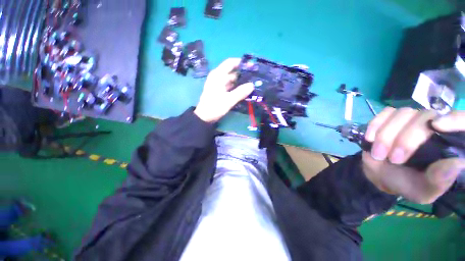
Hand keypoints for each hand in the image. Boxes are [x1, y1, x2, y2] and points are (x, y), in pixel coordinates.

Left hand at [194, 58, 253, 122]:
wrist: (204, 117)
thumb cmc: (214, 107)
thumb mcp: (228, 100)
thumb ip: (240, 92)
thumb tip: (252, 85)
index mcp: (218, 75)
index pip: (230, 63)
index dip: (240, 63)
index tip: (251, 66)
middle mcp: (218, 77)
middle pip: (232, 72)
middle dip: (243, 74)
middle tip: (255, 78)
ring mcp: (218, 84)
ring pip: (231, 80)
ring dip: (240, 82)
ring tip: (252, 85)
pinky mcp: (220, 91)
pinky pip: (230, 86)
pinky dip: (236, 88)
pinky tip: (244, 91)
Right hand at [362, 107, 464, 203]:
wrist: (382, 174)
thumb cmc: (407, 184)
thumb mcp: (424, 190)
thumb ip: (439, 180)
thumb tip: (456, 164)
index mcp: (449, 143)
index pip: (461, 121)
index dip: (454, 120)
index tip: (438, 127)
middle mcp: (434, 125)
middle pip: (425, 117)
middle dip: (406, 139)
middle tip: (393, 159)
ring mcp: (411, 119)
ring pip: (402, 114)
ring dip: (386, 135)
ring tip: (378, 154)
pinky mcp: (391, 118)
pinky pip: (384, 113)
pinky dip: (375, 126)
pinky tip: (370, 139)